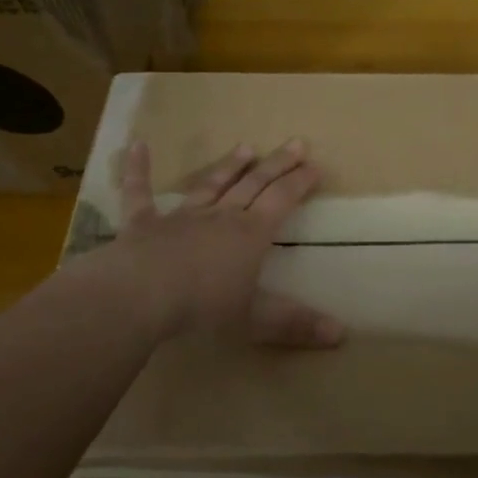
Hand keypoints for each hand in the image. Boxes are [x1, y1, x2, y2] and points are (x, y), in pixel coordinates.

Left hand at [103, 138, 343, 346]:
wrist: (140, 295)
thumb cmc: (202, 306)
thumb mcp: (255, 320)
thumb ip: (296, 324)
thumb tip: (342, 334)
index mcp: (250, 234)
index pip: (282, 200)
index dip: (300, 183)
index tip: (315, 166)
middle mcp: (220, 216)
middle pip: (254, 184)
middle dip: (277, 164)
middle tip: (295, 143)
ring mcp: (181, 217)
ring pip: (210, 185)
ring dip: (229, 166)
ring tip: (245, 147)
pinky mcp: (143, 224)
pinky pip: (139, 193)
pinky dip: (138, 169)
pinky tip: (136, 145)